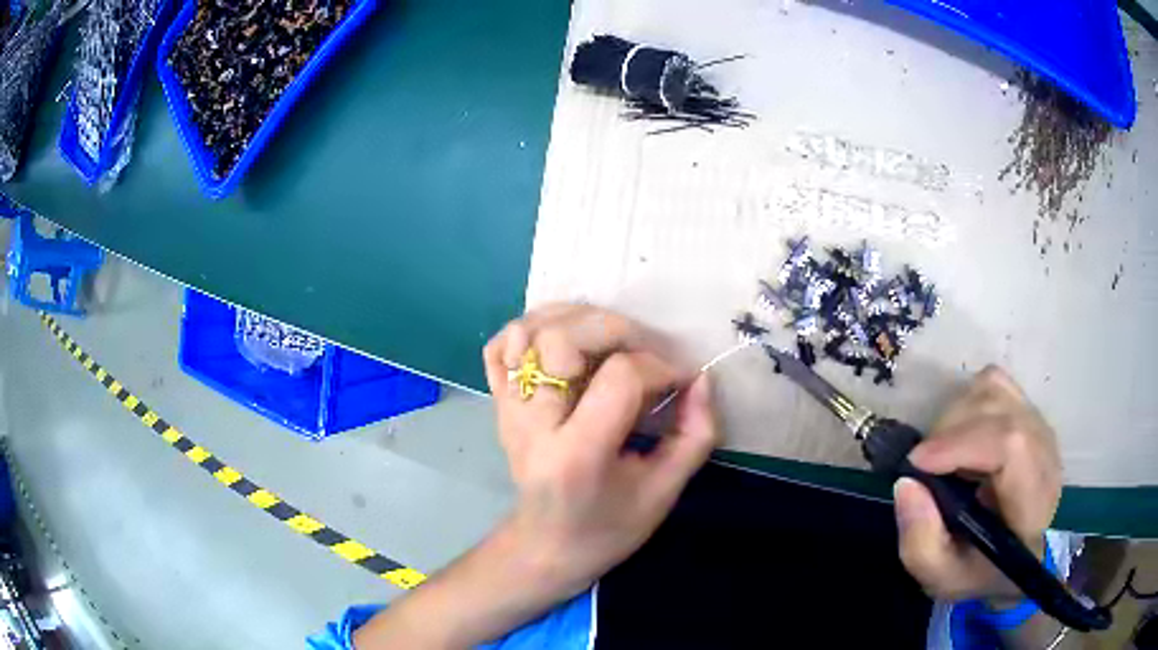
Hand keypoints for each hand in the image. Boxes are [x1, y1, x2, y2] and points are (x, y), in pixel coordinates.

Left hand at [483, 304, 719, 599]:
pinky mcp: (498, 404)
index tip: (681, 382)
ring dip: (574, 319)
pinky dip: (529, 329)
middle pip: (562, 340)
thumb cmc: (607, 529)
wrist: (545, 547)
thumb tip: (701, 381)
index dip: (661, 367)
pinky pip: (498, 347)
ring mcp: (508, 410)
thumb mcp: (663, 494)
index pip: (619, 378)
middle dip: (618, 329)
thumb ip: (693, 436)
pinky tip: (563, 341)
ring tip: (610, 338)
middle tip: (648, 349)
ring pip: (527, 332)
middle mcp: (533, 424)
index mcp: (577, 455)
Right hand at [893, 365, 1061, 603]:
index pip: (1011, 445)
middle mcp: (1044, 452)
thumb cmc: (980, 572)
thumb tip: (905, 483)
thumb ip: (921, 543)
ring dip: (955, 415)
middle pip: (998, 408)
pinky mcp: (1028, 411)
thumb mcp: (942, 578)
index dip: (961, 443)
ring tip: (943, 454)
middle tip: (924, 467)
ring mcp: (1039, 425)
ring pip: (993, 388)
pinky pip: (994, 384)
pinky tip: (960, 437)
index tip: (917, 463)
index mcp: (1033, 502)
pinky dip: (967, 403)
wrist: (1014, 558)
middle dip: (949, 431)